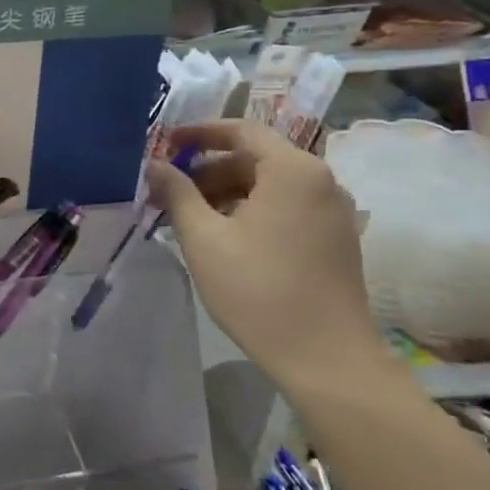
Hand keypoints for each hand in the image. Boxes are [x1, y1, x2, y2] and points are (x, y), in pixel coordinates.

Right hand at [147, 120, 389, 391]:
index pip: (241, 130)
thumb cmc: (259, 290)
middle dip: (208, 170)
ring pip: (270, 185)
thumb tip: (154, 164)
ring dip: (227, 193)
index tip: (165, 143)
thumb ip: (177, 193)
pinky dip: (251, 210)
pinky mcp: (335, 238)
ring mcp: (332, 211)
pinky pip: (286, 207)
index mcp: (293, 170)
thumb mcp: (204, 238)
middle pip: (256, 158)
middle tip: (168, 190)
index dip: (199, 132)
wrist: (326, 358)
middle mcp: (320, 180)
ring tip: (188, 218)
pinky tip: (222, 237)